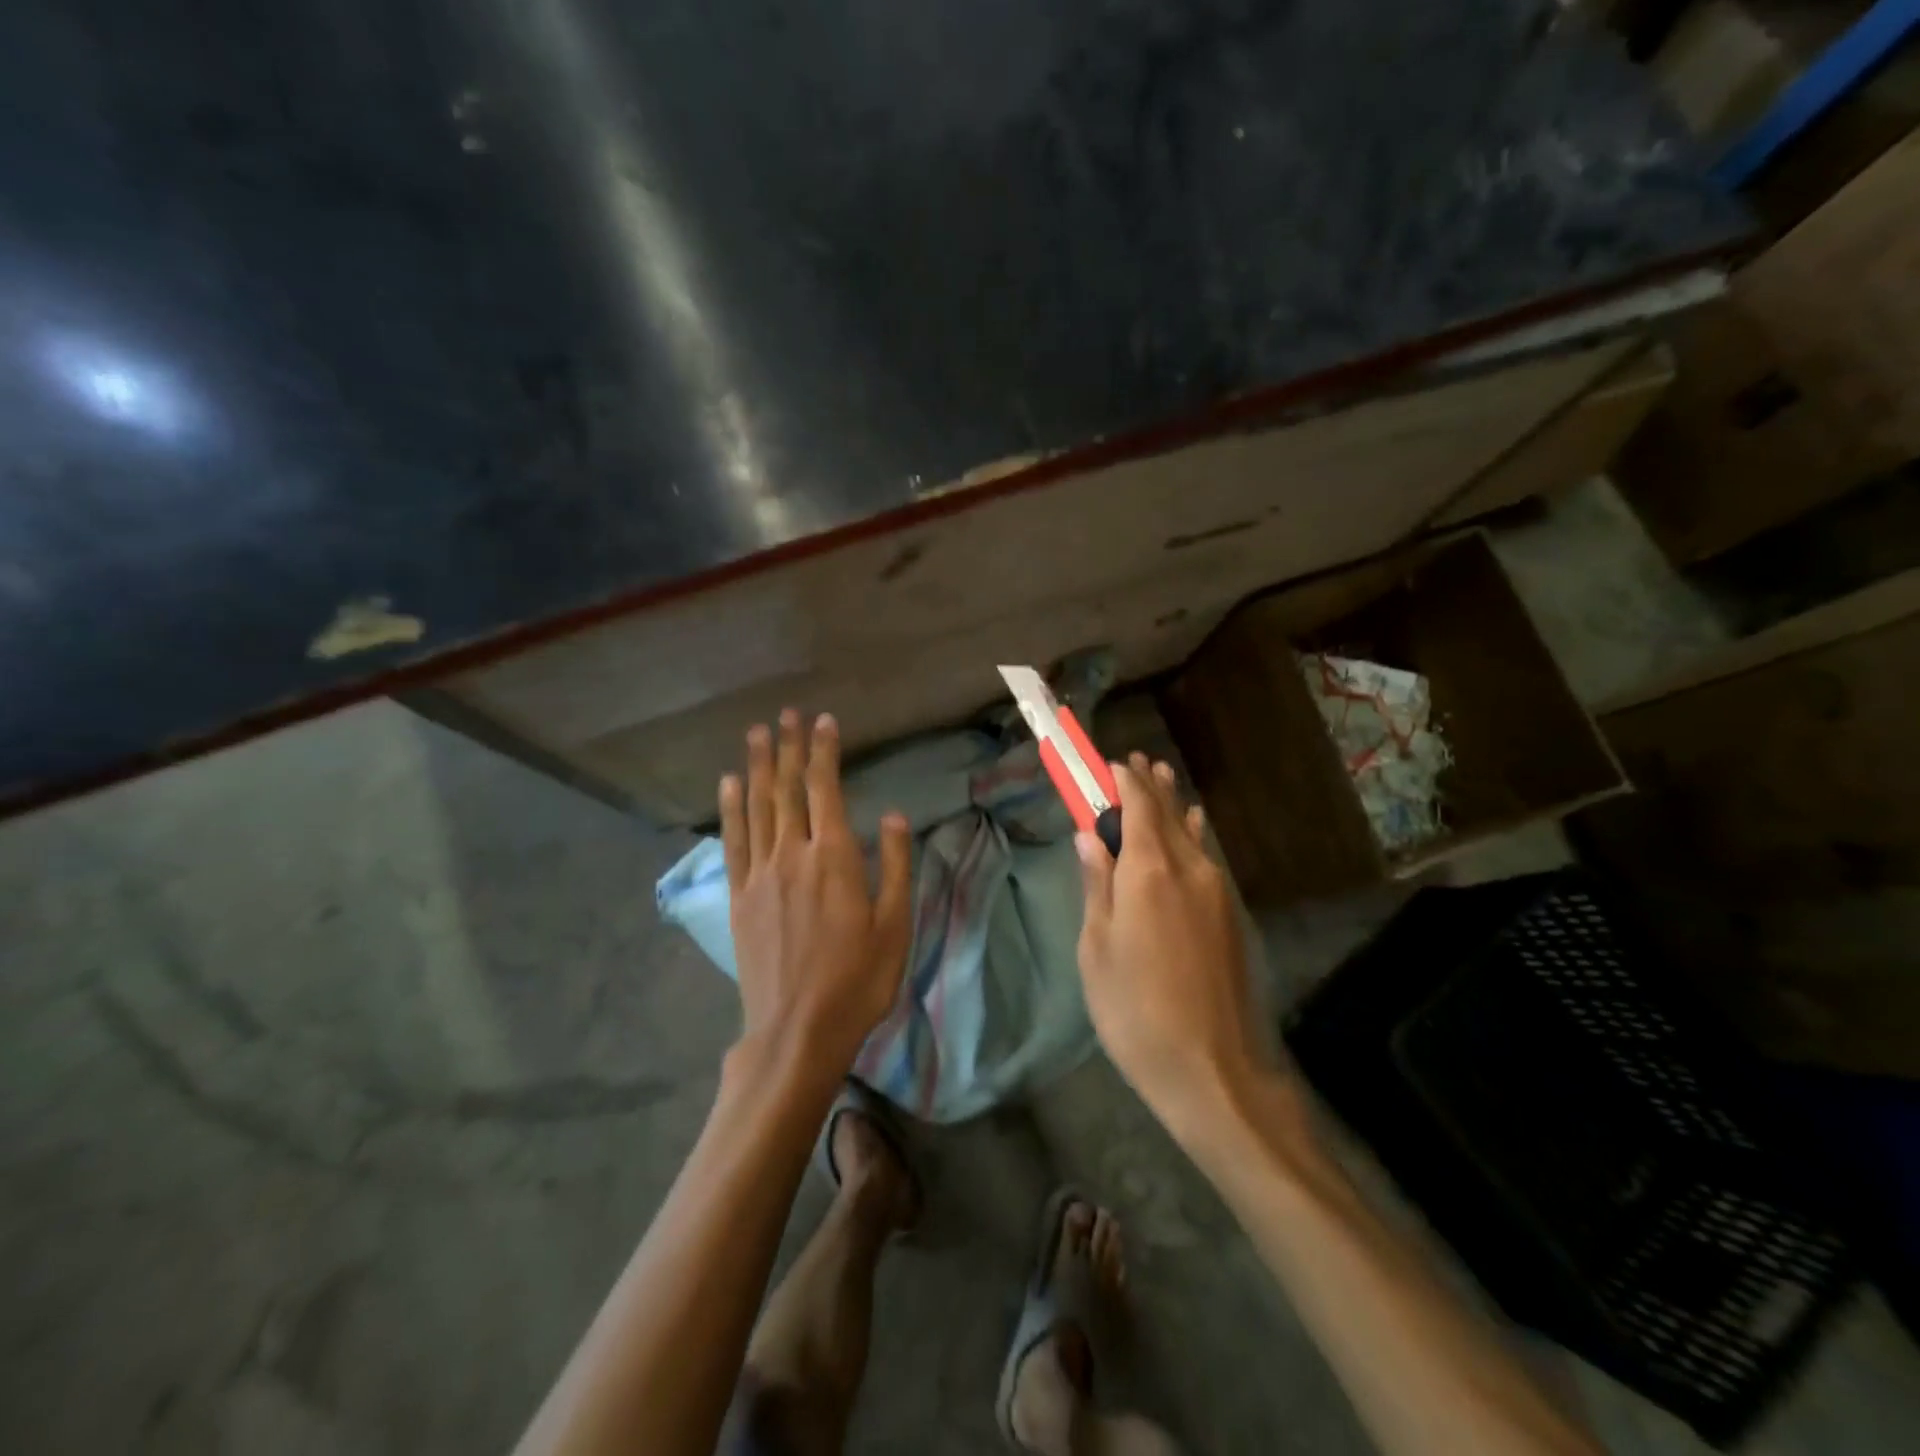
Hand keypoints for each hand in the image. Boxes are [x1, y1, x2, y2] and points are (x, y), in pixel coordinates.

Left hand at [720, 710, 912, 1079]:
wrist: (797, 1030)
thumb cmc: (857, 979)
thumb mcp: (894, 924)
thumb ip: (893, 864)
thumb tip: (891, 814)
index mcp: (834, 858)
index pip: (826, 789)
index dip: (823, 752)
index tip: (822, 720)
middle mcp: (792, 854)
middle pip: (788, 790)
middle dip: (788, 748)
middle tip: (784, 714)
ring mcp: (760, 875)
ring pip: (757, 807)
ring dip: (758, 766)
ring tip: (756, 734)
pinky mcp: (739, 897)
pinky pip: (733, 842)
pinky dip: (730, 808)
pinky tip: (729, 784)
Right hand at [1075, 755, 1266, 1138]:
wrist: (1213, 1070)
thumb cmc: (1136, 1011)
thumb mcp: (1097, 948)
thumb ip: (1096, 884)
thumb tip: (1090, 835)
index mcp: (1149, 871)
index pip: (1136, 805)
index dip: (1121, 779)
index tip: (1106, 762)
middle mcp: (1189, 868)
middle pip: (1166, 812)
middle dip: (1147, 784)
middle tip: (1132, 761)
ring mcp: (1216, 890)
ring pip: (1190, 832)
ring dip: (1170, 804)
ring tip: (1159, 777)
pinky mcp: (1229, 915)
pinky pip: (1206, 856)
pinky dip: (1192, 833)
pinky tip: (1191, 826)